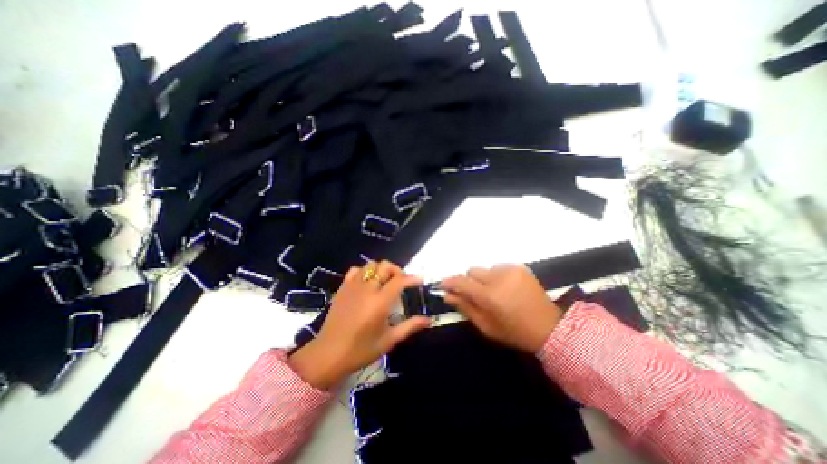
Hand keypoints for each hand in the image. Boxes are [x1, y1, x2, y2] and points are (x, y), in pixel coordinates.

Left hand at [288, 262, 429, 388]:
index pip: (399, 280)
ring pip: (370, 265)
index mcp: (380, 302)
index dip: (412, 278)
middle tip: (401, 282)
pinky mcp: (343, 288)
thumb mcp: (389, 340)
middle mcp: (367, 289)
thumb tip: (428, 320)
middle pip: (385, 266)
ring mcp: (353, 286)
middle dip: (397, 271)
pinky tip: (367, 282)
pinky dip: (364, 271)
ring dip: (381, 269)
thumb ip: (410, 327)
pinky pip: (355, 270)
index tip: (419, 280)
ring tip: (385, 281)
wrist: (328, 354)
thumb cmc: (361, 350)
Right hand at [443, 262, 565, 353]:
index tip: (444, 285)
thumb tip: (447, 295)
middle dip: (470, 282)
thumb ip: (465, 307)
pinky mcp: (520, 267)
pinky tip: (506, 288)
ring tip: (495, 293)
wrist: (549, 327)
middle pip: (472, 271)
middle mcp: (499, 278)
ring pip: (485, 269)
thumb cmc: (514, 331)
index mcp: (490, 296)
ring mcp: (511, 270)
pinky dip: (497, 276)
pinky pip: (498, 267)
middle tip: (476, 295)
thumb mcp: (486, 326)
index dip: (450, 282)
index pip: (462, 282)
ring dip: (484, 279)